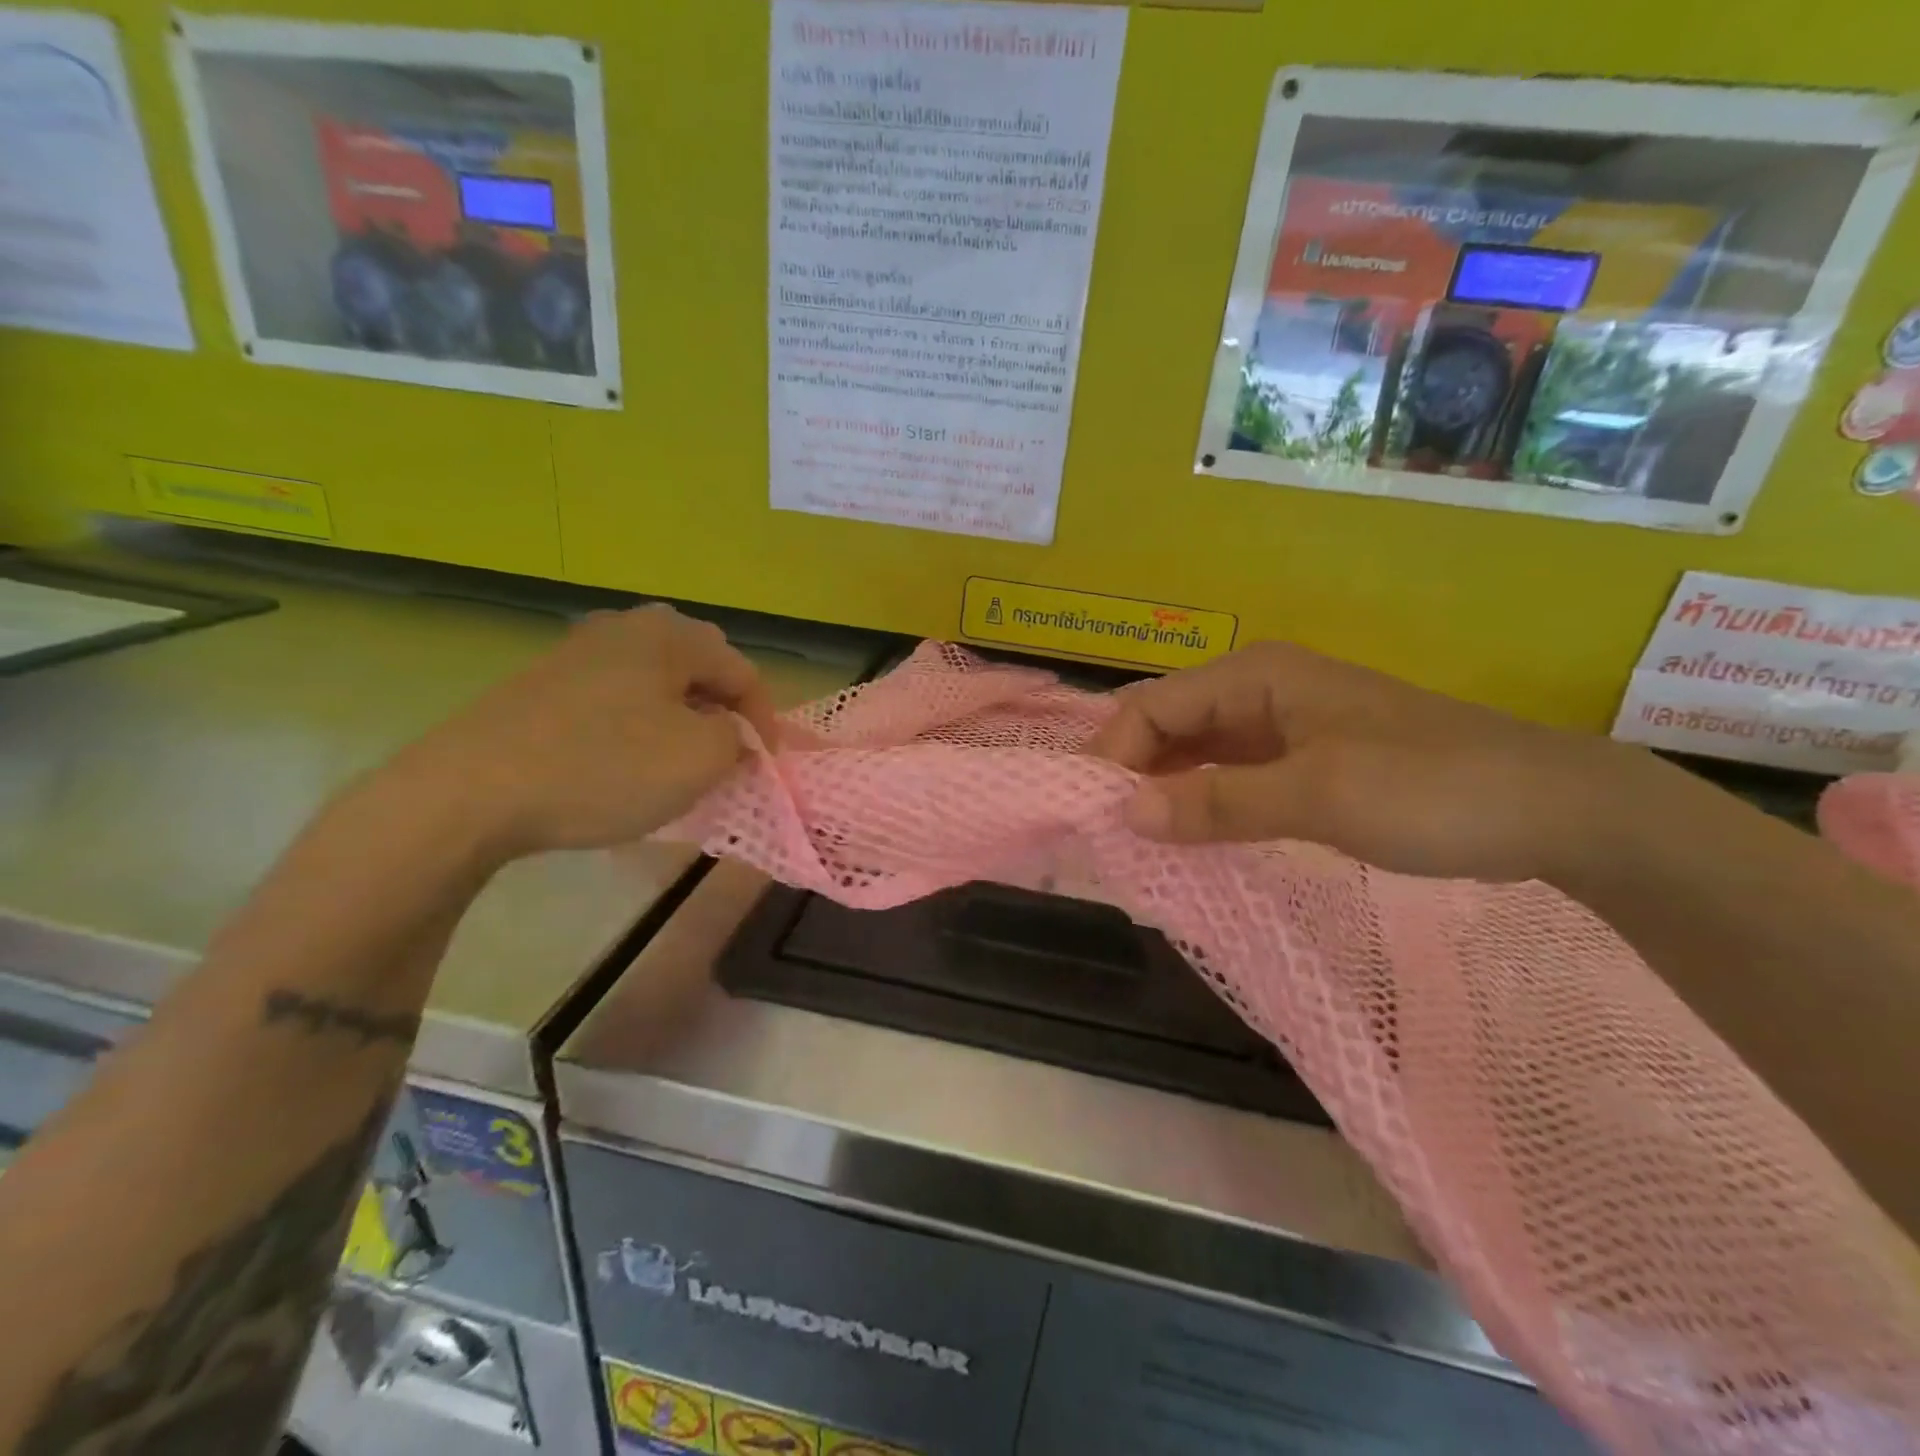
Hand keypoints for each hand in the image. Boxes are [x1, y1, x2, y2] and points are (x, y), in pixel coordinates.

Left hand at [395, 605, 776, 858]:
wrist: (470, 792)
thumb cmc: (605, 767)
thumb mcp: (700, 758)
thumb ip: (737, 739)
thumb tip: (731, 734)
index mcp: (670, 634)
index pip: (742, 672)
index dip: (764, 721)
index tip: (764, 766)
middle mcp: (625, 628)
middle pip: (699, 668)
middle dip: (722, 714)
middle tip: (727, 757)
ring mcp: (578, 652)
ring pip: (656, 684)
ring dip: (681, 720)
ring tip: (681, 763)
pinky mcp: (543, 684)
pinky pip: (615, 699)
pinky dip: (637, 727)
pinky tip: (626, 763)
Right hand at [1086, 640, 1679, 884]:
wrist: (1551, 807)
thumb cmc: (1431, 788)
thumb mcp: (1318, 797)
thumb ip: (1217, 803)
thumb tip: (1124, 814)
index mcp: (1254, 676)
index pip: (1151, 708)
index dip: (1114, 758)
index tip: (1095, 819)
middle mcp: (1256, 691)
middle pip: (1165, 726)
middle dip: (1132, 774)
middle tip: (1108, 837)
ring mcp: (1279, 725)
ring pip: (1193, 753)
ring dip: (1163, 792)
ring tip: (1137, 843)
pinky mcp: (1300, 759)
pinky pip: (1227, 775)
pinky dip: (1201, 803)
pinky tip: (1189, 837)